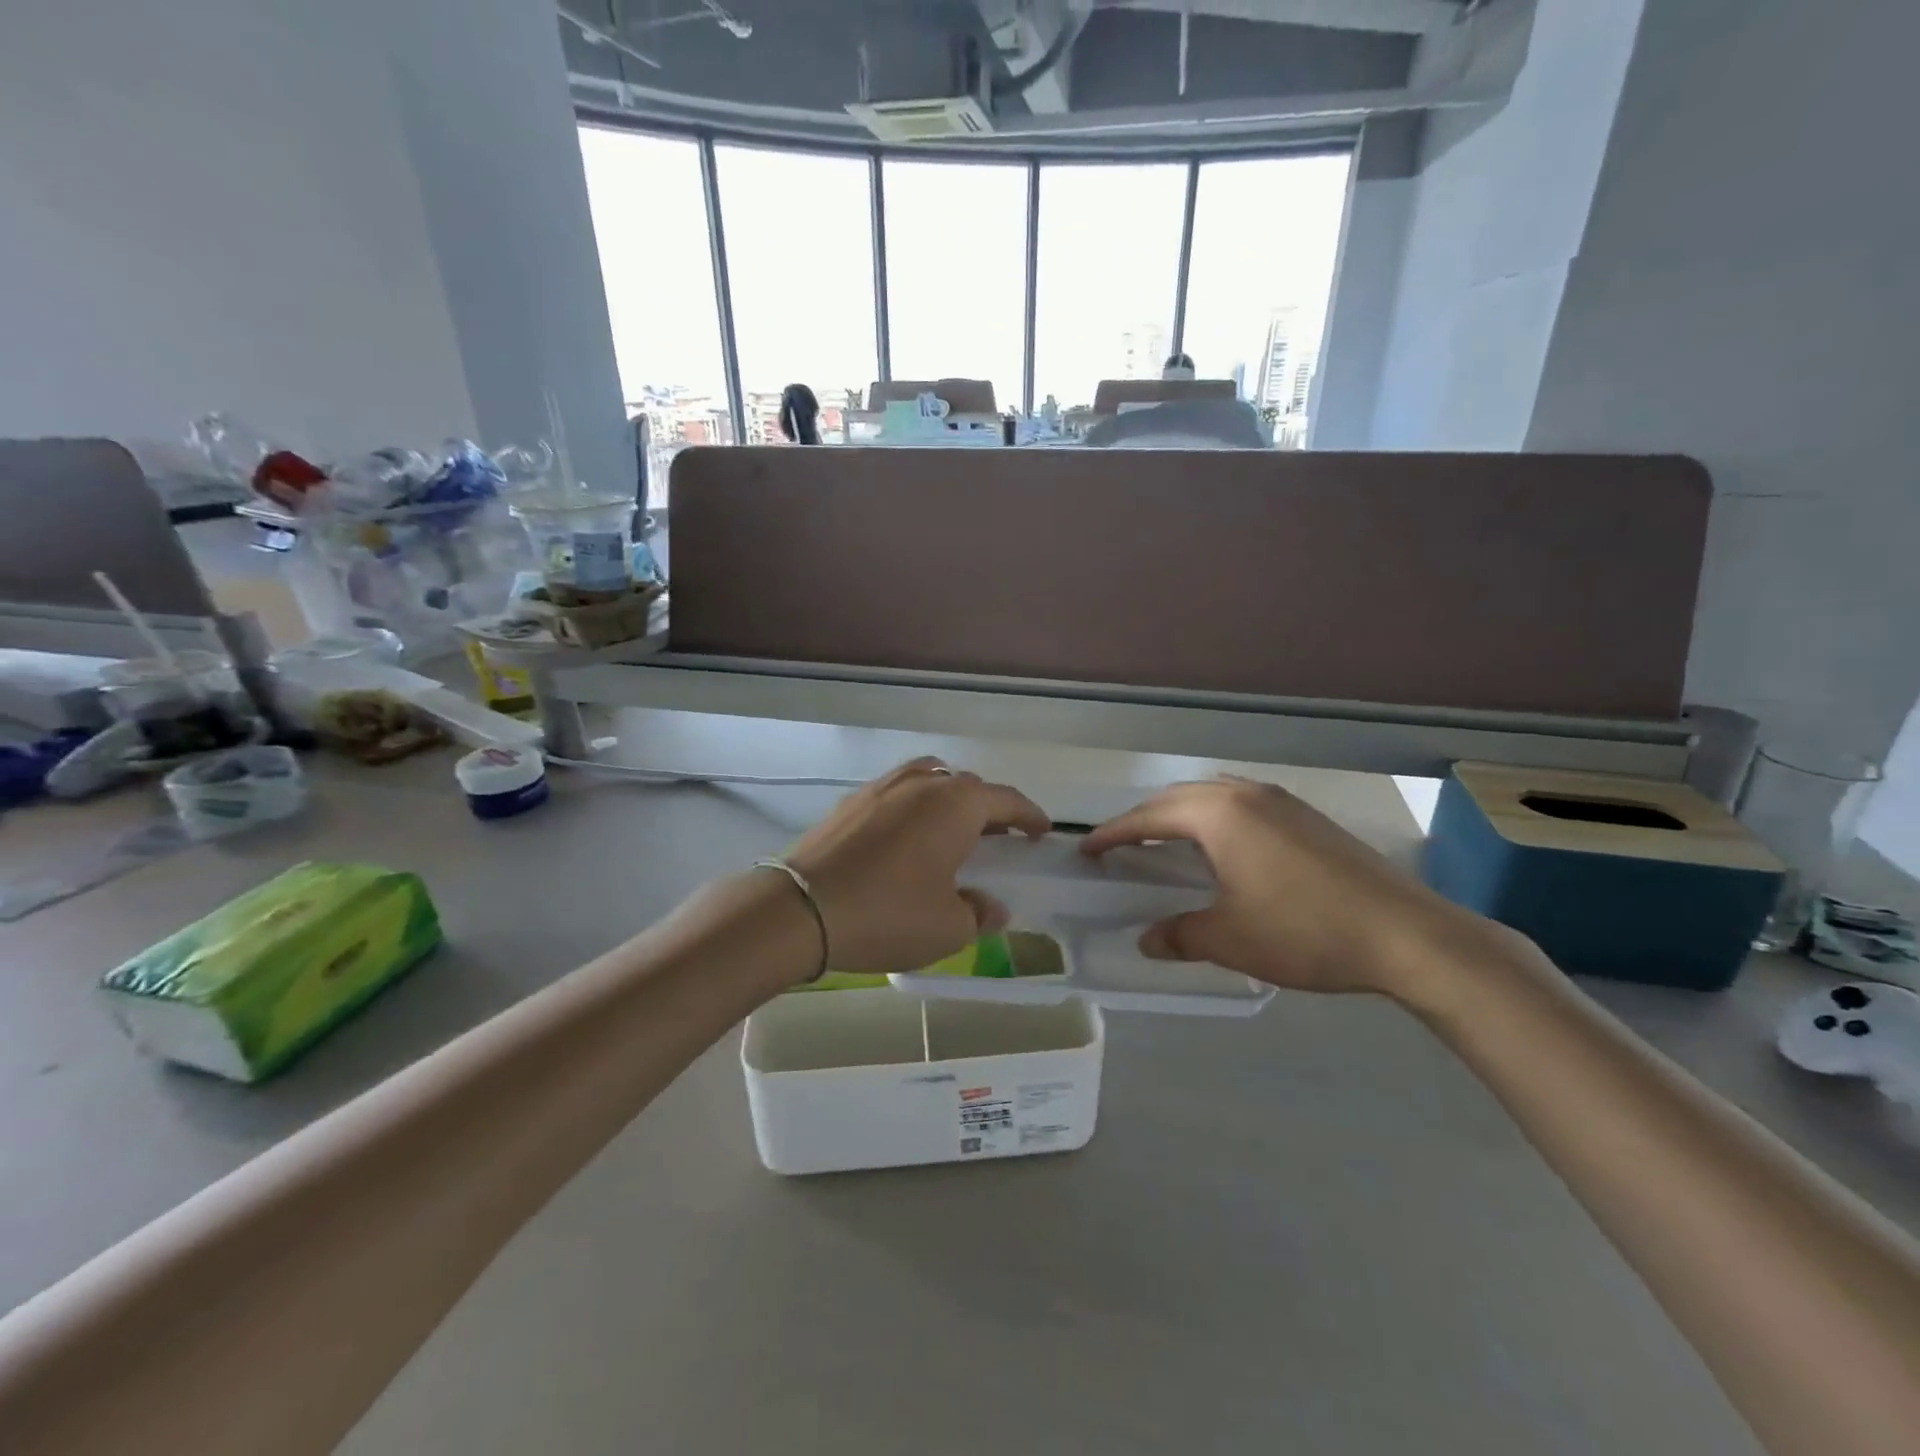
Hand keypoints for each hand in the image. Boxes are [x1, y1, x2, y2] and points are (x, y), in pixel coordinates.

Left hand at [784, 758, 1049, 973]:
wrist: (799, 909)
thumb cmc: (886, 914)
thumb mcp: (947, 928)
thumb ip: (978, 913)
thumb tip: (992, 907)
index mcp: (955, 805)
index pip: (1005, 800)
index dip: (1029, 815)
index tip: (1042, 831)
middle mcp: (921, 784)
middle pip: (967, 786)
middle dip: (989, 808)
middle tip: (1000, 837)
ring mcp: (881, 788)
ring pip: (929, 779)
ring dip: (949, 799)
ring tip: (953, 829)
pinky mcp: (850, 802)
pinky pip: (897, 792)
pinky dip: (914, 805)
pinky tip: (907, 836)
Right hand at [1081, 778, 1502, 1000]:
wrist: (1407, 934)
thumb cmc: (1305, 931)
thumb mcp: (1230, 939)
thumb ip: (1180, 935)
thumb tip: (1147, 939)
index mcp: (1220, 814)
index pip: (1149, 817)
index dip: (1113, 834)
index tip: (1086, 849)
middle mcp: (1246, 794)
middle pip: (1178, 797)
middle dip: (1144, 819)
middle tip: (1120, 847)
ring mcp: (1282, 801)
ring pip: (1214, 795)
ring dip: (1181, 814)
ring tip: (1166, 843)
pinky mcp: (1308, 816)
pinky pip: (1243, 803)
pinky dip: (1215, 817)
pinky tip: (1223, 847)